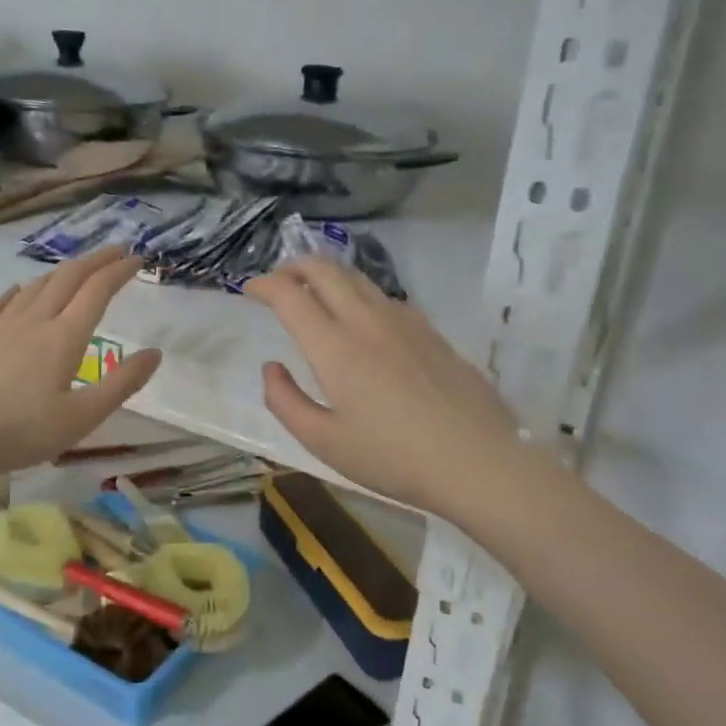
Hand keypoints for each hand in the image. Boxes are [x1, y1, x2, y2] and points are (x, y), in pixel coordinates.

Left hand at [0, 247, 161, 481]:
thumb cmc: (21, 432)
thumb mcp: (82, 418)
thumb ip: (122, 384)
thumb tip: (155, 353)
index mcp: (63, 337)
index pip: (97, 291)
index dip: (119, 271)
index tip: (137, 259)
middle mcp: (34, 321)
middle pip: (68, 278)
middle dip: (95, 261)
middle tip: (116, 251)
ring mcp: (0, 326)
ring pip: (36, 286)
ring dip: (62, 272)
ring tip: (77, 270)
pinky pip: (1, 303)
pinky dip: (20, 291)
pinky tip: (20, 291)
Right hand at [245, 258, 521, 516]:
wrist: (477, 459)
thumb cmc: (393, 457)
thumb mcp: (324, 442)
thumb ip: (286, 401)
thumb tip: (271, 367)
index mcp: (335, 347)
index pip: (290, 295)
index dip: (264, 286)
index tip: (248, 290)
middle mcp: (367, 321)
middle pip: (326, 270)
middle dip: (294, 266)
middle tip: (278, 280)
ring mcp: (404, 321)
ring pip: (358, 278)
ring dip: (328, 275)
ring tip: (315, 290)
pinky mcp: (431, 332)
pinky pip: (385, 297)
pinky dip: (360, 293)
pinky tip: (363, 318)